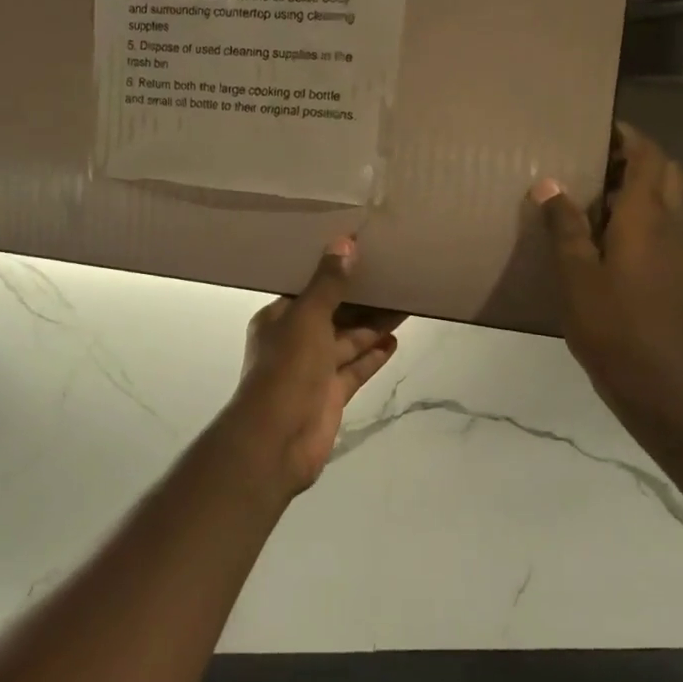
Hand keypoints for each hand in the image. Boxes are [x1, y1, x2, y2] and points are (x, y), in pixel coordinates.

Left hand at [222, 237, 402, 497]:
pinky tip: (396, 338)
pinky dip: (373, 355)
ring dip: (372, 324)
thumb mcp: (307, 317)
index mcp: (280, 318)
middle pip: (333, 313)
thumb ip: (328, 284)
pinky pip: (355, 368)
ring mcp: (314, 369)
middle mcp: (295, 340)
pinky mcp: (332, 394)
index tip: (362, 252)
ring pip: (348, 341)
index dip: (332, 271)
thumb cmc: (287, 368)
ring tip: (404, 301)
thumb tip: (344, 242)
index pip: (308, 288)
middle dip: (360, 298)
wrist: (278, 439)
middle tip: (393, 276)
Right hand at [531, 125, 682, 425]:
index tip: (599, 129)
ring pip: (666, 201)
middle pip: (666, 173)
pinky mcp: (676, 274)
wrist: (655, 380)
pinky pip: (661, 228)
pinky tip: (603, 239)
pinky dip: (639, 216)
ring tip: (592, 196)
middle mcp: (671, 226)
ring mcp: (679, 252)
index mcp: (647, 217)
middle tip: (595, 162)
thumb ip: (564, 224)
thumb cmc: (610, 322)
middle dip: (636, 158)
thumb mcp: (575, 272)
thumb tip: (548, 183)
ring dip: (638, 188)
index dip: (629, 136)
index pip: (650, 156)